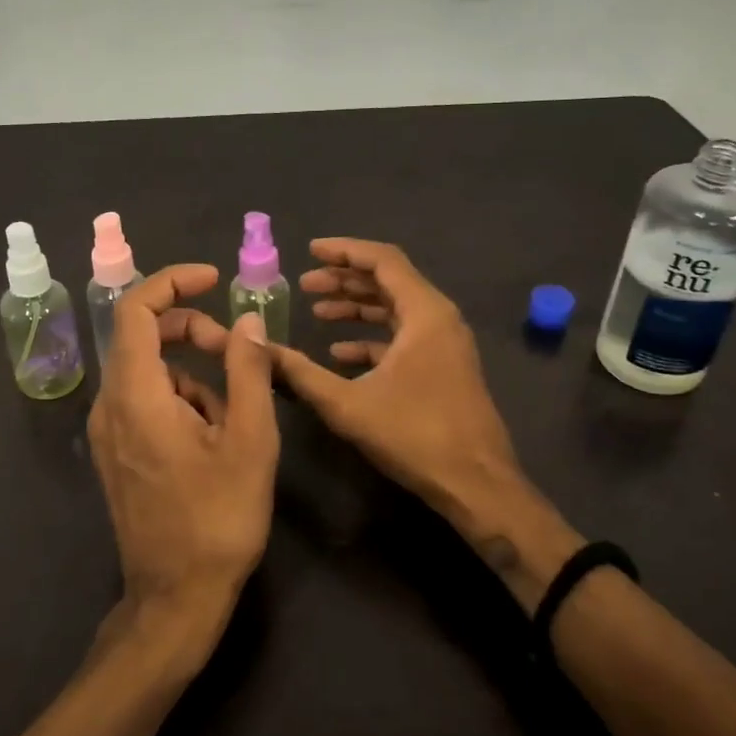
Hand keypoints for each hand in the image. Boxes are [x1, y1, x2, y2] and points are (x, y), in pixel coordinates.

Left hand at [87, 266, 279, 634]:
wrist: (175, 598)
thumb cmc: (218, 518)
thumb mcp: (250, 440)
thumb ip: (248, 371)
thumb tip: (246, 321)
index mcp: (136, 394)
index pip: (136, 309)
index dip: (173, 282)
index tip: (213, 279)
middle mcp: (110, 404)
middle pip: (143, 337)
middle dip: (193, 330)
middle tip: (238, 351)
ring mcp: (109, 432)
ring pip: (150, 372)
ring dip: (194, 373)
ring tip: (236, 414)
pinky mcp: (116, 453)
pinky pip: (146, 401)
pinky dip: (181, 400)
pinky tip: (213, 439)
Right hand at [268, 239, 524, 519]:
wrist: (476, 484)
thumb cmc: (415, 435)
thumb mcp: (348, 404)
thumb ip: (300, 373)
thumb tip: (258, 348)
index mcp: (425, 312)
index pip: (383, 260)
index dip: (344, 251)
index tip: (309, 251)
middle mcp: (439, 318)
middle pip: (389, 281)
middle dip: (345, 279)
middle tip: (306, 285)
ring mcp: (445, 343)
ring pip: (396, 309)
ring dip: (357, 307)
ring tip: (318, 311)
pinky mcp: (444, 366)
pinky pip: (404, 337)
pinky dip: (372, 338)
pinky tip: (340, 354)